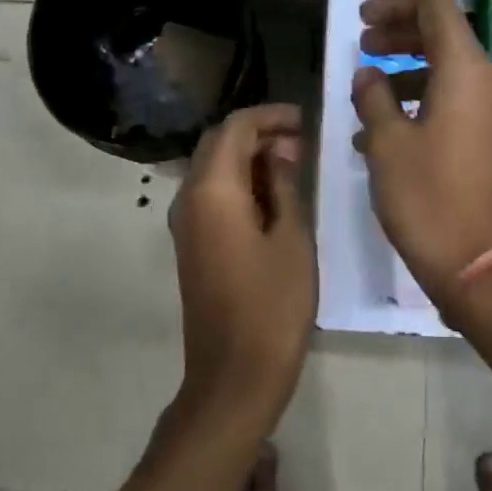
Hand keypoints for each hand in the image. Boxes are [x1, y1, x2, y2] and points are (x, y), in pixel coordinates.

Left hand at [169, 103, 314, 429]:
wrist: (234, 374)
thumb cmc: (272, 305)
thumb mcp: (292, 239)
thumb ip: (284, 186)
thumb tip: (280, 154)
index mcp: (213, 190)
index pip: (235, 127)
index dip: (270, 116)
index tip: (305, 120)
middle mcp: (189, 198)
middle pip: (218, 143)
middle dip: (259, 133)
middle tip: (302, 142)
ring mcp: (186, 223)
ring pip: (214, 168)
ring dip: (249, 157)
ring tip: (294, 166)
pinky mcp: (192, 243)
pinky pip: (212, 194)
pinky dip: (240, 182)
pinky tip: (273, 196)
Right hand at [352, 0, 491, 304]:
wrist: (479, 265)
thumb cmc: (428, 198)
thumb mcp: (387, 143)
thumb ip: (373, 97)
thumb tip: (368, 75)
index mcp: (466, 72)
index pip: (436, 7)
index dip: (396, 5)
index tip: (361, 21)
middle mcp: (487, 83)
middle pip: (443, 36)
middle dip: (399, 36)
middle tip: (361, 48)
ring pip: (447, 72)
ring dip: (405, 73)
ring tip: (365, 94)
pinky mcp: (489, 141)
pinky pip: (453, 104)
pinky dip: (420, 103)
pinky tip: (382, 133)